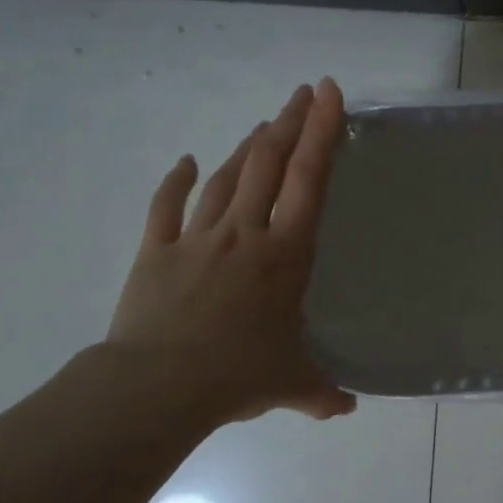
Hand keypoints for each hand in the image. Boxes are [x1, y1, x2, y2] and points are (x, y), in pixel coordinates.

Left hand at [105, 80, 356, 423]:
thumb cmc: (237, 376)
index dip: (322, 133)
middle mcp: (245, 234)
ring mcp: (197, 238)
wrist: (159, 386)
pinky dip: (177, 181)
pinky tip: (187, 161)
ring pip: (227, 178)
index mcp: (285, 255)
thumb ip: (322, 392)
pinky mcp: (157, 252)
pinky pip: (167, 207)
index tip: (329, 94)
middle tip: (304, 92)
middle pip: (270, 164)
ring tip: (263, 124)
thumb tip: (345, 409)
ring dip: (248, 147)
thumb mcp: (291, 384)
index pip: (310, 182)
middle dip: (290, 123)